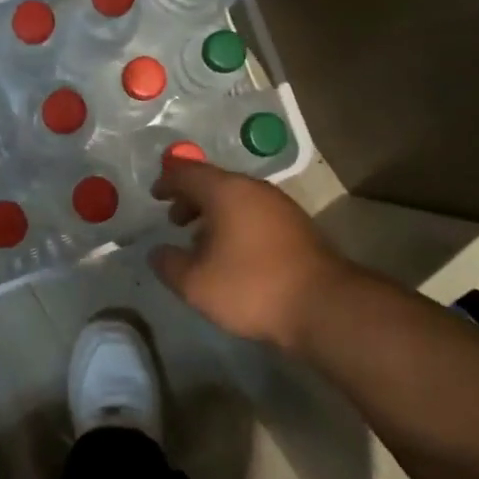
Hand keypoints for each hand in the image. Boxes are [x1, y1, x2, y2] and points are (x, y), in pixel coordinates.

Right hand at [149, 159, 351, 353]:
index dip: (168, 181)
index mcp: (226, 190)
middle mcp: (253, 188)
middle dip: (190, 198)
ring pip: (237, 198)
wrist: (324, 305)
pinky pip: (255, 212)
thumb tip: (157, 252)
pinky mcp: (297, 225)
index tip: (154, 195)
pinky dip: (236, 223)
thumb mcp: (196, 283)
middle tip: (174, 220)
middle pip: (214, 182)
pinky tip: (233, 252)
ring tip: (201, 241)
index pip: (188, 172)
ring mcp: (279, 204)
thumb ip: (169, 264)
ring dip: (214, 213)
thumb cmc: (252, 287)